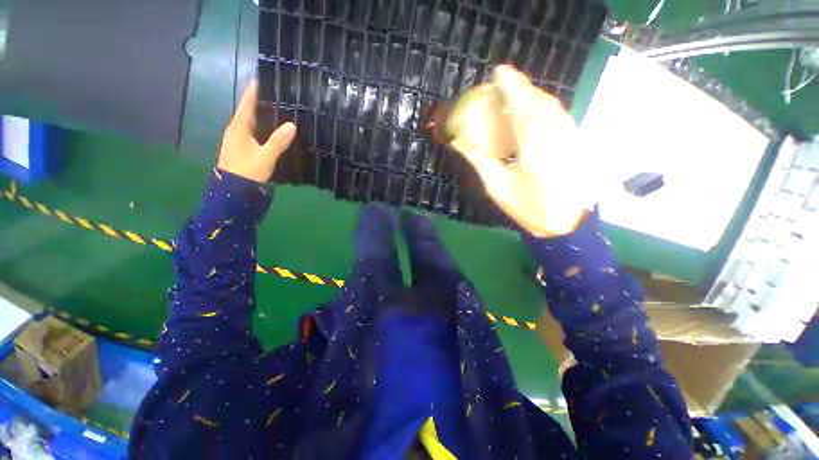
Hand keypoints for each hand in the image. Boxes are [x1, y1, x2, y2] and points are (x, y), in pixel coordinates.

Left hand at [217, 80, 296, 182]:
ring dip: (260, 115)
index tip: (260, 79)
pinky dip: (261, 127)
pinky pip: (252, 132)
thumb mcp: (265, 156)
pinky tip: (271, 130)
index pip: (246, 104)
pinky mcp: (243, 149)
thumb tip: (292, 125)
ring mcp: (238, 140)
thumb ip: (278, 141)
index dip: (252, 92)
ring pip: (250, 122)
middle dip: (258, 102)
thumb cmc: (247, 171)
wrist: (234, 190)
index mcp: (239, 128)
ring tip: (275, 109)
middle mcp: (236, 131)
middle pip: (247, 112)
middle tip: (274, 94)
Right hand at [450, 66, 590, 237]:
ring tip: (511, 95)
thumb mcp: (498, 188)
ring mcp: (571, 138)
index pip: (525, 110)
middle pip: (540, 103)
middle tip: (499, 84)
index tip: (499, 72)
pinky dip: (541, 107)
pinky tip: (529, 112)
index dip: (513, 88)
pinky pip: (557, 116)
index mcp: (538, 151)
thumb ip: (480, 161)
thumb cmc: (528, 208)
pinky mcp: (575, 141)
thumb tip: (458, 141)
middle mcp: (558, 138)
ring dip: (531, 96)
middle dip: (520, 88)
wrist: (565, 223)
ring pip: (552, 107)